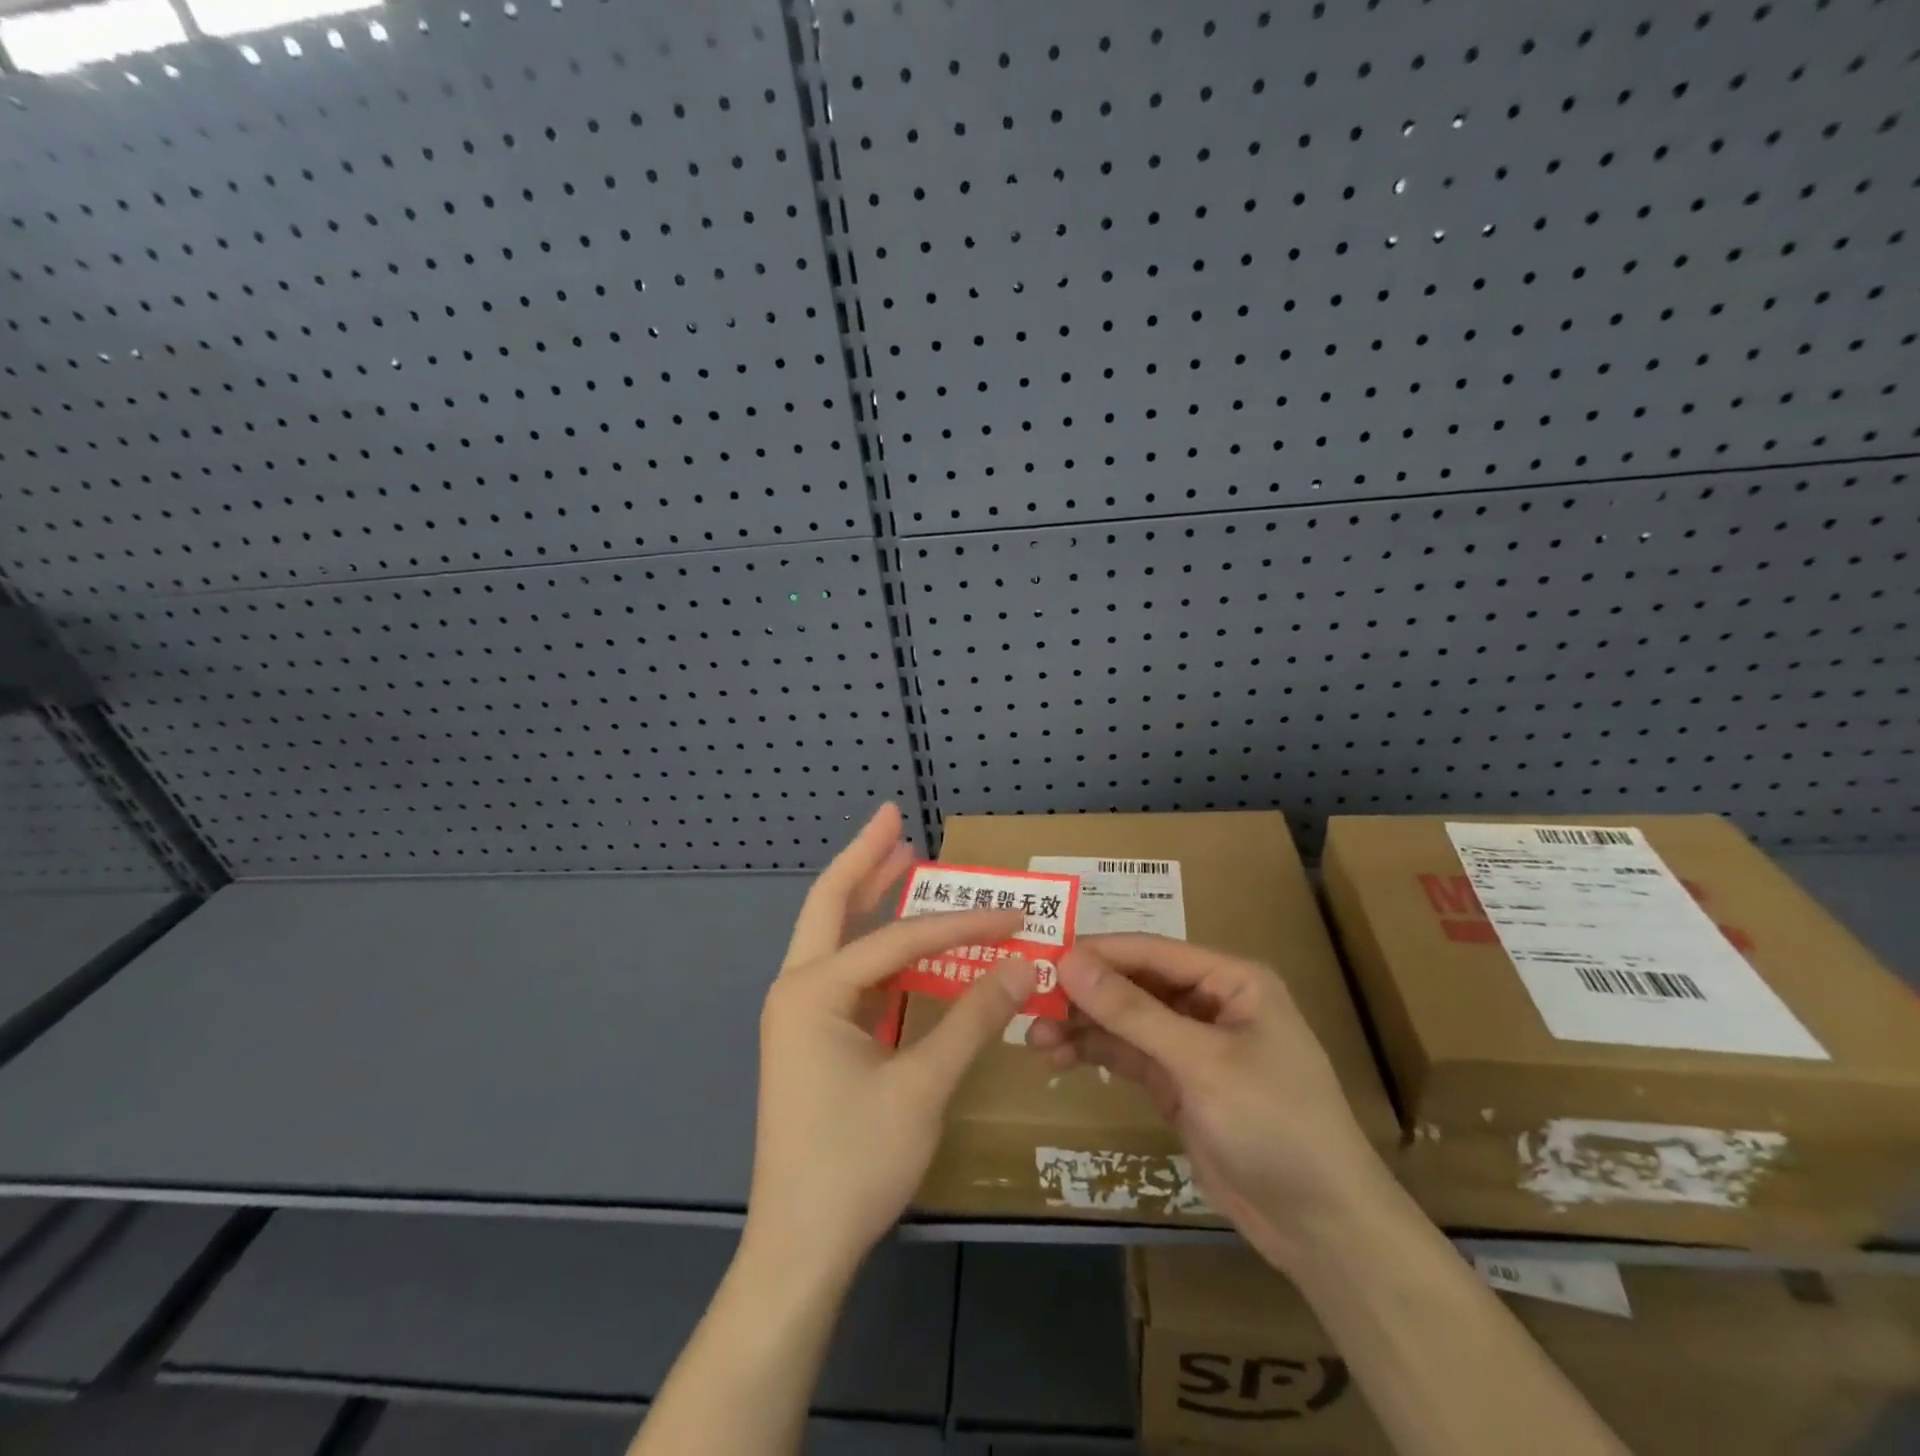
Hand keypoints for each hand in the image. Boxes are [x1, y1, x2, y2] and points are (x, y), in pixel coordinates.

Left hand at [747, 803, 1036, 1280]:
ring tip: (901, 857)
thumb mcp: (923, 1087)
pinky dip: (876, 946)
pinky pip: (848, 973)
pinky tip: (903, 939)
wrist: (799, 1248)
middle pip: (830, 903)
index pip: (900, 939)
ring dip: (867, 896)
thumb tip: (1022, 964)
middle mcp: (798, 988)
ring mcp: (802, 1013)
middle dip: (865, 858)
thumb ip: (972, 1018)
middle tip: (894, 817)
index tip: (1013, 916)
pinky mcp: (814, 1037)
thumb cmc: (856, 1163)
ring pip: (835, 935)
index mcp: (815, 991)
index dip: (962, 924)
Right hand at [1026, 935, 1390, 1271]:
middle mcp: (1210, 1003)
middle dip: (1084, 993)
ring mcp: (1193, 1045)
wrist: (1322, 1228)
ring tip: (1033, 1037)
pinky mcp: (1179, 1083)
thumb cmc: (1274, 1124)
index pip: (1151, 951)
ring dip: (1082, 1026)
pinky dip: (1096, 1053)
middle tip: (1029, 1002)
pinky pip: (1129, 1055)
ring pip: (1125, 1021)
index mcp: (1231, 980)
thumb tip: (1068, 959)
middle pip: (1134, 984)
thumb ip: (1131, 1012)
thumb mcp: (1200, 1062)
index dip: (1097, 952)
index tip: (1042, 957)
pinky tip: (1058, 1057)